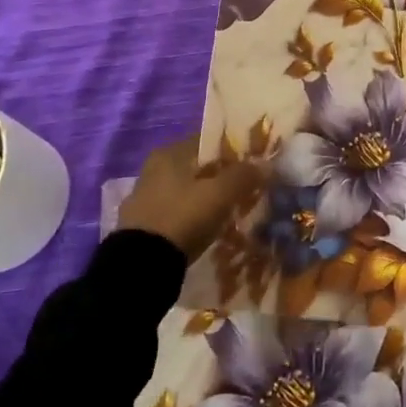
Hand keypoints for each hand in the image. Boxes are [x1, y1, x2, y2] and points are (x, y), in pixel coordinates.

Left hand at [117, 137, 266, 261]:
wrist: (141, 265)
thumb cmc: (183, 217)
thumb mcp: (220, 194)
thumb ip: (244, 175)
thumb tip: (265, 164)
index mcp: (169, 153)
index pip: (207, 141)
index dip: (232, 150)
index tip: (252, 165)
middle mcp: (153, 169)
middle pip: (196, 167)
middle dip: (219, 177)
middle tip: (244, 190)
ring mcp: (143, 198)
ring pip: (185, 191)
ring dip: (204, 199)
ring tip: (228, 213)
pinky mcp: (140, 225)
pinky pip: (175, 213)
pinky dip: (190, 218)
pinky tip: (205, 230)